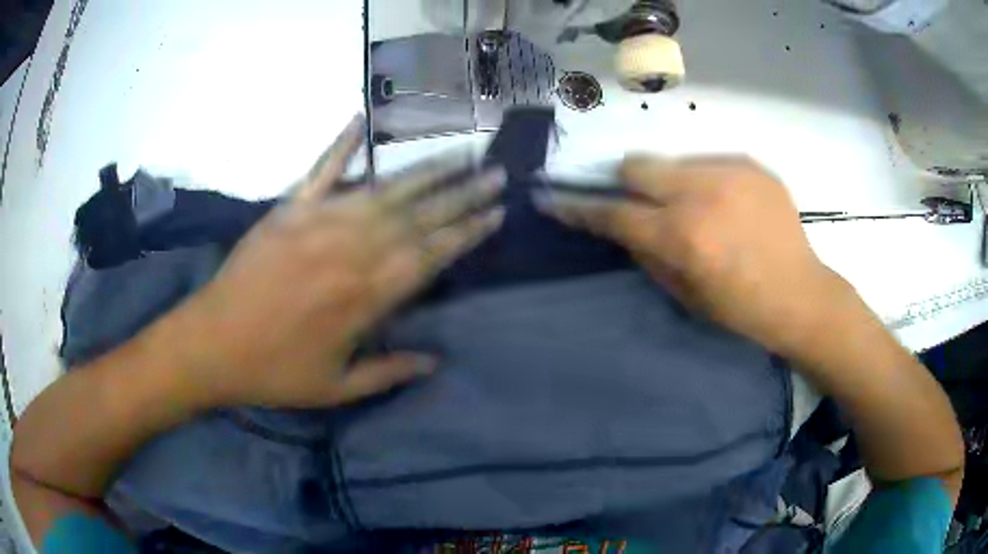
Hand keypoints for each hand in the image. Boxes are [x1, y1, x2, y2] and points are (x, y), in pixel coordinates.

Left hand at [176, 115, 505, 407]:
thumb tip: (436, 361)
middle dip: (462, 194)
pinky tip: (362, 119)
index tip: (496, 213)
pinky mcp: (289, 210)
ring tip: (460, 152)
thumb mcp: (335, 388)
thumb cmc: (273, 371)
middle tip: (496, 173)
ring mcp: (318, 222)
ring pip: (384, 189)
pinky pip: (321, 170)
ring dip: (425, 170)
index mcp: (366, 297)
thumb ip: (388, 372)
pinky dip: (341, 144)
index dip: (467, 232)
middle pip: (418, 216)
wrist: (211, 344)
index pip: (431, 255)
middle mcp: (351, 250)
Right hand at [537, 156, 851, 355]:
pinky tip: (728, 207)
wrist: (802, 295)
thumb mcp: (685, 296)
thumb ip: (647, 254)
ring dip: (671, 182)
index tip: (550, 198)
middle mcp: (701, 193)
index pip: (613, 213)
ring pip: (673, 160)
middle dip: (627, 183)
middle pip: (636, 165)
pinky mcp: (752, 165)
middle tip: (642, 205)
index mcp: (682, 236)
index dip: (577, 207)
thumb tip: (624, 226)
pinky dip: (706, 182)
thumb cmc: (742, 310)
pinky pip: (710, 163)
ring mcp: (730, 172)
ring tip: (698, 210)